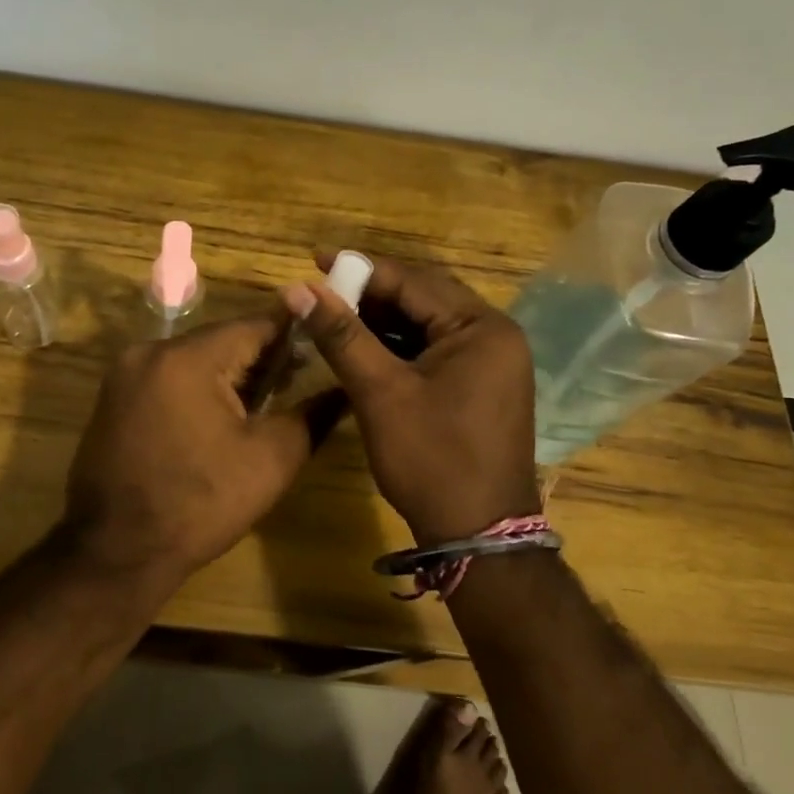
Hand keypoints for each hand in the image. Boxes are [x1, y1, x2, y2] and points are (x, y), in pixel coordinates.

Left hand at [61, 314, 319, 592]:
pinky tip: (219, 417)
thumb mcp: (270, 460)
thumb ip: (312, 416)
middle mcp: (150, 351)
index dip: (293, 334)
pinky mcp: (114, 397)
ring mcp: (125, 374)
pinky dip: (197, 388)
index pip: (254, 325)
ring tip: (264, 402)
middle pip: (221, 340)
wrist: (116, 552)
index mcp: (187, 358)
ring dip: (229, 374)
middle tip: (298, 381)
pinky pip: (168, 377)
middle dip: (260, 358)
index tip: (323, 347)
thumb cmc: (200, 505)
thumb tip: (344, 390)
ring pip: (194, 358)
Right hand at [285, 253, 540, 542]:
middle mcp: (493, 336)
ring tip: (332, 314)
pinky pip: (433, 351)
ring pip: (426, 325)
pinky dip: (397, 347)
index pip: (414, 282)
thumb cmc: (432, 460)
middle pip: (423, 298)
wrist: (478, 536)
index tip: (314, 258)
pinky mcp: (479, 386)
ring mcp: (490, 363)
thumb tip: (299, 289)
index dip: (361, 269)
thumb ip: (342, 336)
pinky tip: (361, 347)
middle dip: (370, 293)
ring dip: (381, 320)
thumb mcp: (381, 393)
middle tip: (320, 288)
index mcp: (481, 328)